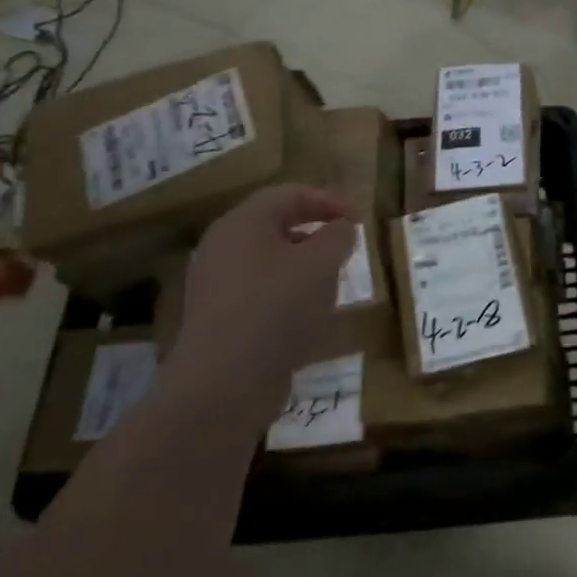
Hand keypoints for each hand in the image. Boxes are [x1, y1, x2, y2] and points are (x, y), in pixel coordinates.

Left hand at [167, 185, 355, 413]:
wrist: (225, 382)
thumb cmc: (277, 308)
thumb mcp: (321, 264)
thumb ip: (338, 237)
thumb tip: (341, 228)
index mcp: (242, 223)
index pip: (289, 194)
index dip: (329, 200)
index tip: (360, 219)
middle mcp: (222, 247)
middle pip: (274, 224)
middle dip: (315, 230)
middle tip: (346, 245)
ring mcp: (216, 284)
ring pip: (268, 260)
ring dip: (303, 264)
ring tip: (332, 280)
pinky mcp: (219, 318)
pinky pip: (259, 291)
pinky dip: (288, 292)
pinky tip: (308, 314)